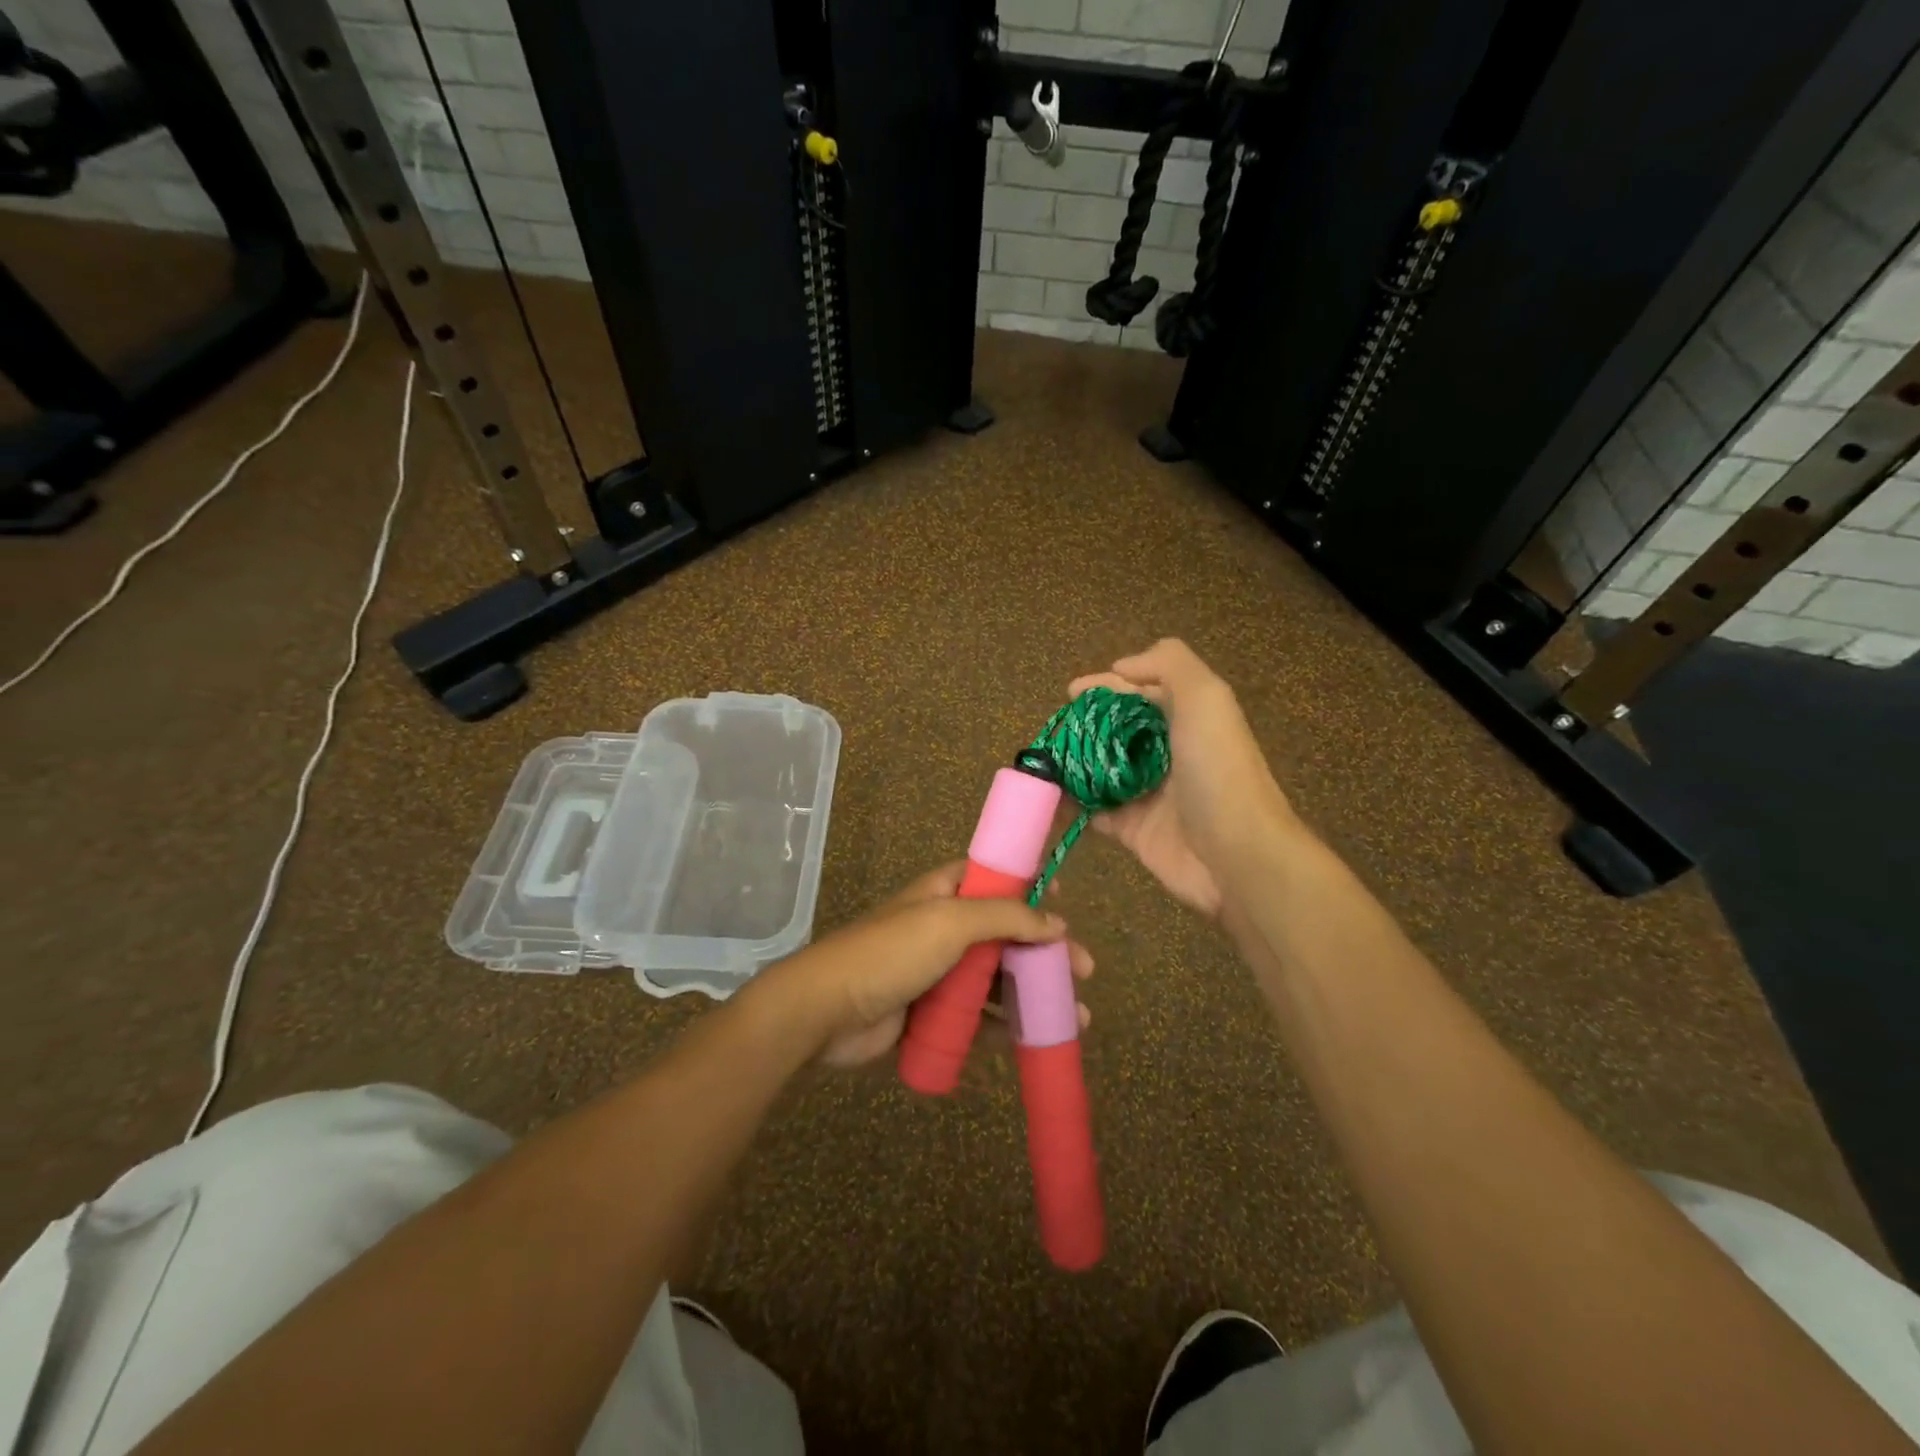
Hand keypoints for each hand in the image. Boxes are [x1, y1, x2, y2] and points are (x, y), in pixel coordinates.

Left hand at [762, 863, 1094, 1067]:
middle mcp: (944, 927)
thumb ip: (1005, 917)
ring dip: (1032, 994)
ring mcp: (938, 971)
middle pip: (1005, 933)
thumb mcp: (950, 922)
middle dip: (1044, 951)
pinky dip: (1004, 1026)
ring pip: (996, 978)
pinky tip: (1033, 1040)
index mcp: (944, 892)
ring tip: (1074, 1017)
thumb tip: (1057, 920)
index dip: (1030, 884)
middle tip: (1085, 972)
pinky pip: (977, 1016)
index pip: (995, 877)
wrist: (827, 1011)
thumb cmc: (891, 953)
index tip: (1065, 899)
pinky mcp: (931, 1011)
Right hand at [1070, 638, 1291, 916]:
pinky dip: (1072, 805)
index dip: (1107, 686)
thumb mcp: (1205, 697)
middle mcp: (1167, 752)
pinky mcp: (1133, 830)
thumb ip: (1169, 664)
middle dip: (1082, 726)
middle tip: (1052, 731)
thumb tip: (1121, 667)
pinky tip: (1048, 797)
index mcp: (1186, 719)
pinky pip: (1095, 811)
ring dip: (1072, 764)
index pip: (1140, 692)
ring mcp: (1149, 793)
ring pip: (1101, 770)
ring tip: (1040, 762)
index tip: (1071, 692)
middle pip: (1116, 730)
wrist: (1236, 855)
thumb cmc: (1218, 771)